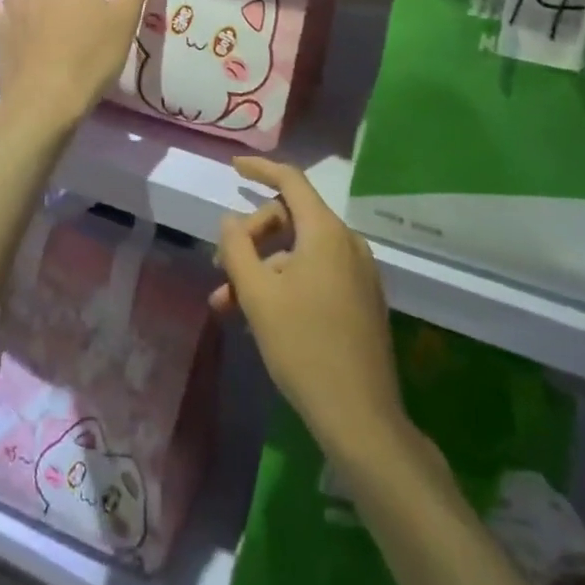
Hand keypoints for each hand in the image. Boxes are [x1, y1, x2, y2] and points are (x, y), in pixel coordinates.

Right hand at [213, 156, 404, 460]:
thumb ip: (237, 248)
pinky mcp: (361, 300)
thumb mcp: (258, 295)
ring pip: (299, 253)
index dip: (260, 169)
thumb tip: (230, 220)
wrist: (360, 417)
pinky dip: (285, 284)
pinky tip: (260, 318)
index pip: (291, 181)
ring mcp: (358, 273)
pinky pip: (316, 274)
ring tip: (228, 305)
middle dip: (252, 238)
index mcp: (326, 232)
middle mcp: (347, 243)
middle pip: (290, 219)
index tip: (233, 167)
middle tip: (222, 271)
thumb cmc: (303, 347)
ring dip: (262, 269)